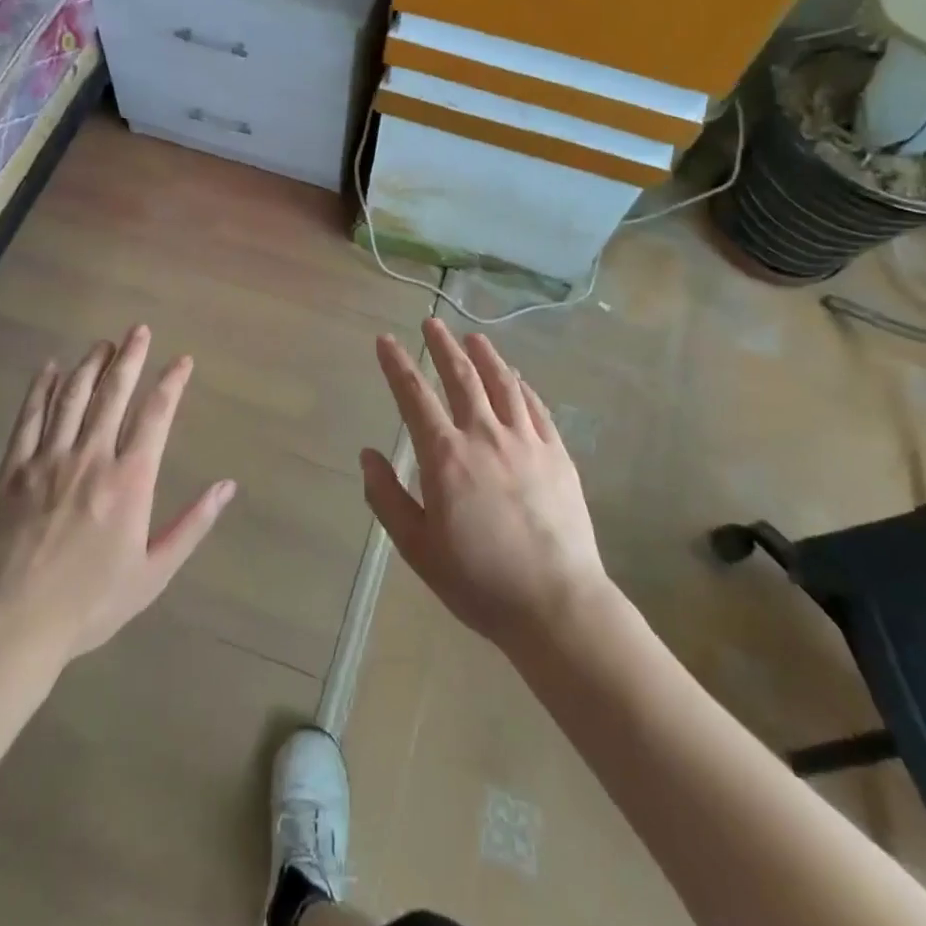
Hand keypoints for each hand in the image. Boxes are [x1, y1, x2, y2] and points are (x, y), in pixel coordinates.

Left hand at [0, 325, 233, 663]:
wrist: (14, 623)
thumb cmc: (91, 602)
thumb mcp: (154, 572)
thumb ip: (192, 525)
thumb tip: (227, 486)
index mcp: (130, 480)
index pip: (156, 416)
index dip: (171, 383)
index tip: (182, 360)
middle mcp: (91, 458)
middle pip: (113, 394)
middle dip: (130, 358)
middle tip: (139, 330)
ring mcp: (48, 460)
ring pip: (72, 397)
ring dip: (89, 365)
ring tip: (103, 344)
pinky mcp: (13, 470)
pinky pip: (29, 418)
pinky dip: (40, 389)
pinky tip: (49, 368)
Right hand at [362, 319, 609, 653]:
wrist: (556, 604)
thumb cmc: (478, 581)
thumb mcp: (417, 547)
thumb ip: (387, 497)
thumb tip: (368, 455)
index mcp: (445, 457)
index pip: (414, 396)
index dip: (396, 364)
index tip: (385, 339)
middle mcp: (485, 436)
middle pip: (461, 376)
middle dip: (442, 345)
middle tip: (431, 321)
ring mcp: (526, 441)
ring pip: (502, 383)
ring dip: (485, 355)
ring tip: (473, 337)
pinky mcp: (557, 454)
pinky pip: (536, 407)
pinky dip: (521, 386)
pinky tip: (515, 377)